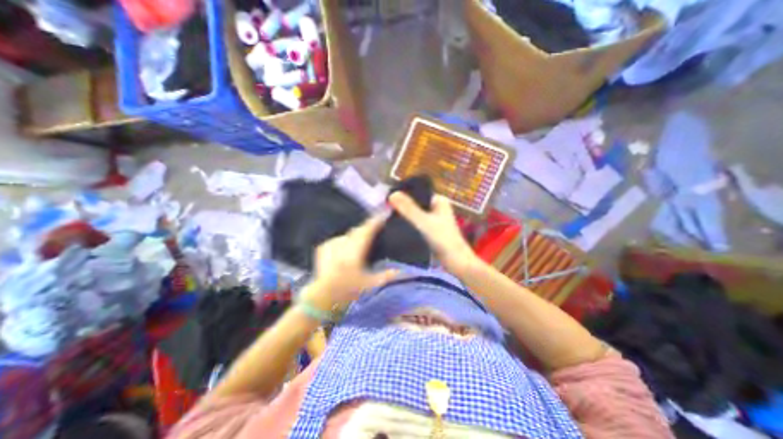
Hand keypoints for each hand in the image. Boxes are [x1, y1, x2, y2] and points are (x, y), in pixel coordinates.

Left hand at [303, 212, 400, 311]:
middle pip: (358, 230)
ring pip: (348, 235)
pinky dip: (345, 241)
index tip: (384, 213)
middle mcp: (342, 246)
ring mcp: (331, 245)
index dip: (376, 221)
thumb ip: (387, 276)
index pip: (367, 231)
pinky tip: (346, 250)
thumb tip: (403, 271)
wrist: (321, 298)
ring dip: (357, 236)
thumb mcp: (370, 285)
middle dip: (368, 227)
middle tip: (376, 226)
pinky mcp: (323, 248)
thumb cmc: (347, 292)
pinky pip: (338, 239)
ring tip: (361, 243)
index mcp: (354, 253)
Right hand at [389, 192, 477, 273]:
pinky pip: (416, 224)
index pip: (417, 192)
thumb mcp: (423, 221)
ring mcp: (434, 219)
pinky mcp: (430, 230)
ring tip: (388, 217)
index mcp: (438, 200)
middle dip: (403, 207)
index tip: (388, 199)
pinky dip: (409, 224)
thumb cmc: (442, 239)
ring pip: (415, 214)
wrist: (455, 261)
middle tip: (385, 209)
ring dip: (405, 216)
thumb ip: (408, 208)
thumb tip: (392, 194)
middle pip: (415, 203)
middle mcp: (436, 207)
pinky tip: (397, 227)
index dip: (403, 195)